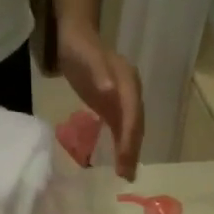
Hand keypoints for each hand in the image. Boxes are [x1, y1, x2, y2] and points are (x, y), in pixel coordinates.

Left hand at [58, 25, 142, 177]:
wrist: (77, 38)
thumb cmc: (80, 49)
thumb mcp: (87, 59)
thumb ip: (98, 72)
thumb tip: (109, 90)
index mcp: (128, 83)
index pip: (131, 116)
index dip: (129, 139)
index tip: (125, 160)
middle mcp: (131, 94)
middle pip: (136, 126)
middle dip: (133, 150)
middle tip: (128, 176)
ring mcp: (124, 101)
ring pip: (131, 130)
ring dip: (130, 152)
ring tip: (126, 175)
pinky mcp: (114, 106)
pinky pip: (121, 129)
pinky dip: (122, 145)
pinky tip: (119, 161)